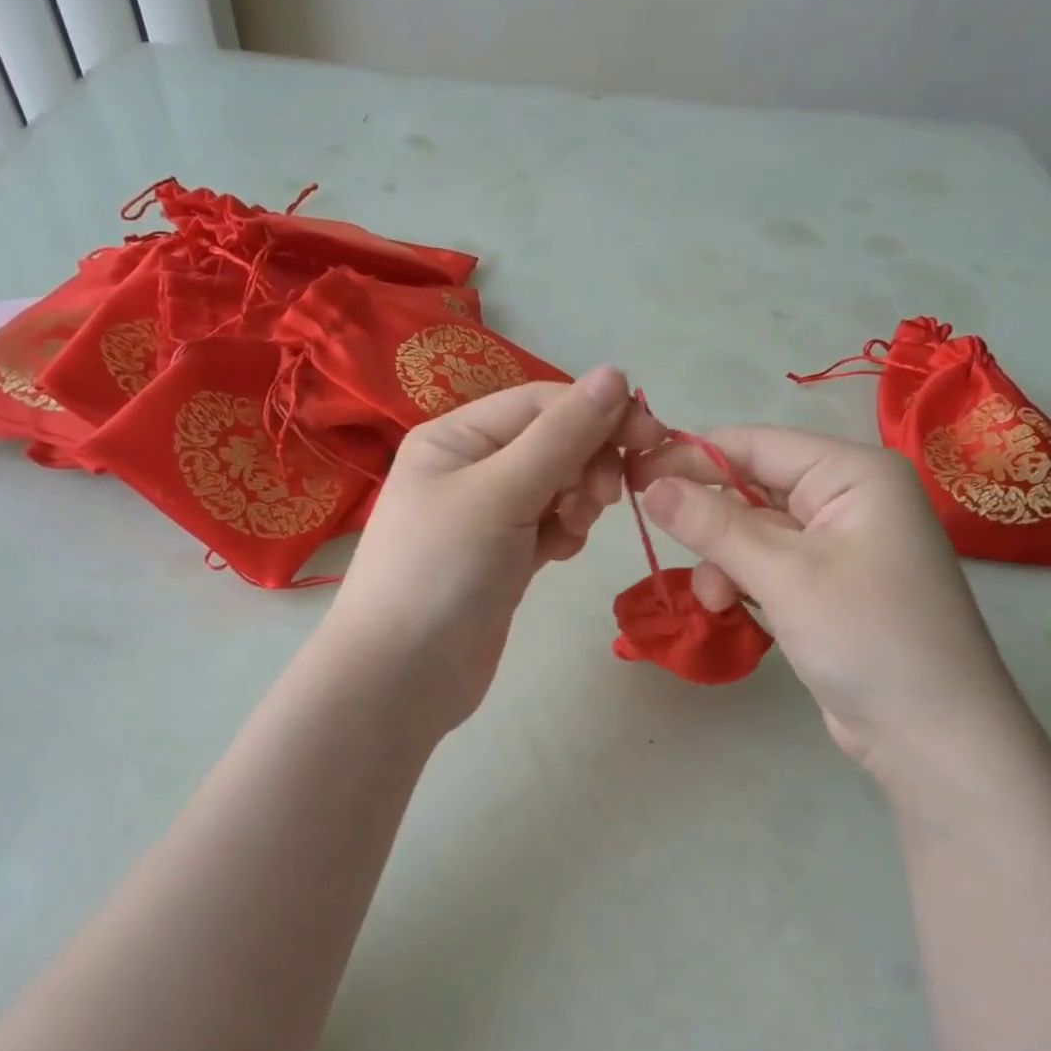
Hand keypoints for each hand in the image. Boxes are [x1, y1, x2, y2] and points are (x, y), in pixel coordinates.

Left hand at [327, 366, 660, 730]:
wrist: (402, 678)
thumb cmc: (442, 572)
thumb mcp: (501, 493)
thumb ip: (562, 435)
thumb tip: (615, 373)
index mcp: (457, 436)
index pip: (543, 404)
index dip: (597, 415)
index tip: (649, 441)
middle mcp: (471, 467)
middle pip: (553, 442)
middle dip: (587, 463)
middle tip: (603, 500)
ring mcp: (487, 515)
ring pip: (557, 485)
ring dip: (578, 500)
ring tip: (570, 532)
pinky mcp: (503, 557)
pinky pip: (549, 525)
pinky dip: (564, 532)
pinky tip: (560, 553)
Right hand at [630, 426, 1028, 774]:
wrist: (933, 736)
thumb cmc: (867, 636)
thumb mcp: (783, 574)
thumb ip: (713, 525)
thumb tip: (651, 485)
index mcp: (853, 473)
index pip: (757, 444)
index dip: (691, 456)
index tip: (634, 473)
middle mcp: (849, 498)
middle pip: (754, 487)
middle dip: (711, 520)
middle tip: (658, 534)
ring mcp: (840, 545)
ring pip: (755, 531)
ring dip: (723, 560)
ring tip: (715, 600)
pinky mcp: (828, 586)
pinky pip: (769, 565)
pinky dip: (742, 582)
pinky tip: (730, 609)